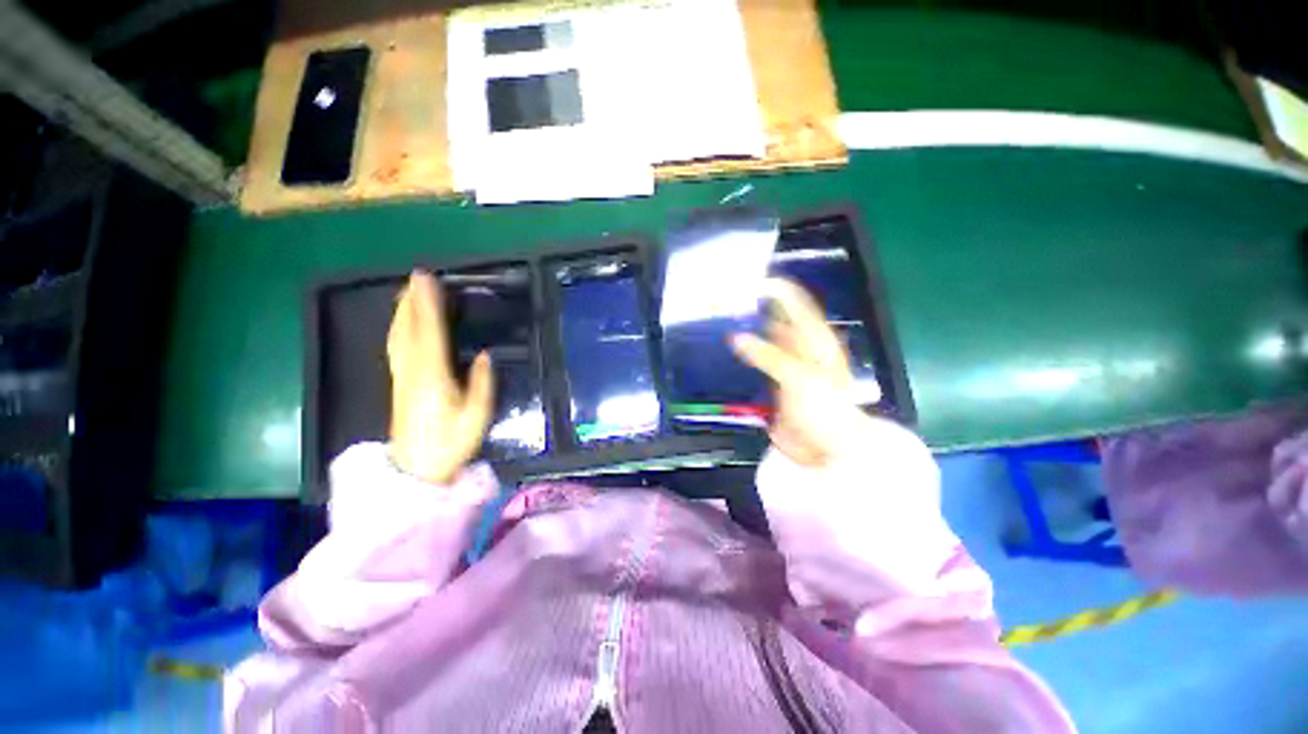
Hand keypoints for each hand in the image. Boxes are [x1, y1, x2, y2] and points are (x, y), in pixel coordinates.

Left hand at [387, 271, 493, 483]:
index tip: (426, 281)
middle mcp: (412, 372)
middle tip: (415, 278)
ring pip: (397, 338)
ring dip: (401, 313)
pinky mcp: (398, 385)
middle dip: (411, 302)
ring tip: (406, 294)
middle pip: (407, 330)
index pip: (429, 333)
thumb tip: (486, 356)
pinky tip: (400, 326)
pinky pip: (395, 349)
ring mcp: (401, 379)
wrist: (416, 469)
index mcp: (433, 377)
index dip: (427, 306)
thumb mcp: (477, 416)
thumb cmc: (451, 444)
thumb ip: (482, 384)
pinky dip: (397, 330)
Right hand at [730, 279, 877, 466]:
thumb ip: (768, 355)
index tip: (750, 280)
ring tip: (716, 324)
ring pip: (761, 343)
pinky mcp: (771, 384)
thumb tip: (735, 337)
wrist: (827, 449)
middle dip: (753, 312)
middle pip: (775, 322)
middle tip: (724, 303)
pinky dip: (740, 359)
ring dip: (743, 335)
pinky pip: (753, 366)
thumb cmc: (825, 408)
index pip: (797, 305)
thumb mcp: (800, 377)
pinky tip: (722, 354)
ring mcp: (784, 367)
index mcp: (815, 339)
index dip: (777, 290)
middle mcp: (800, 348)